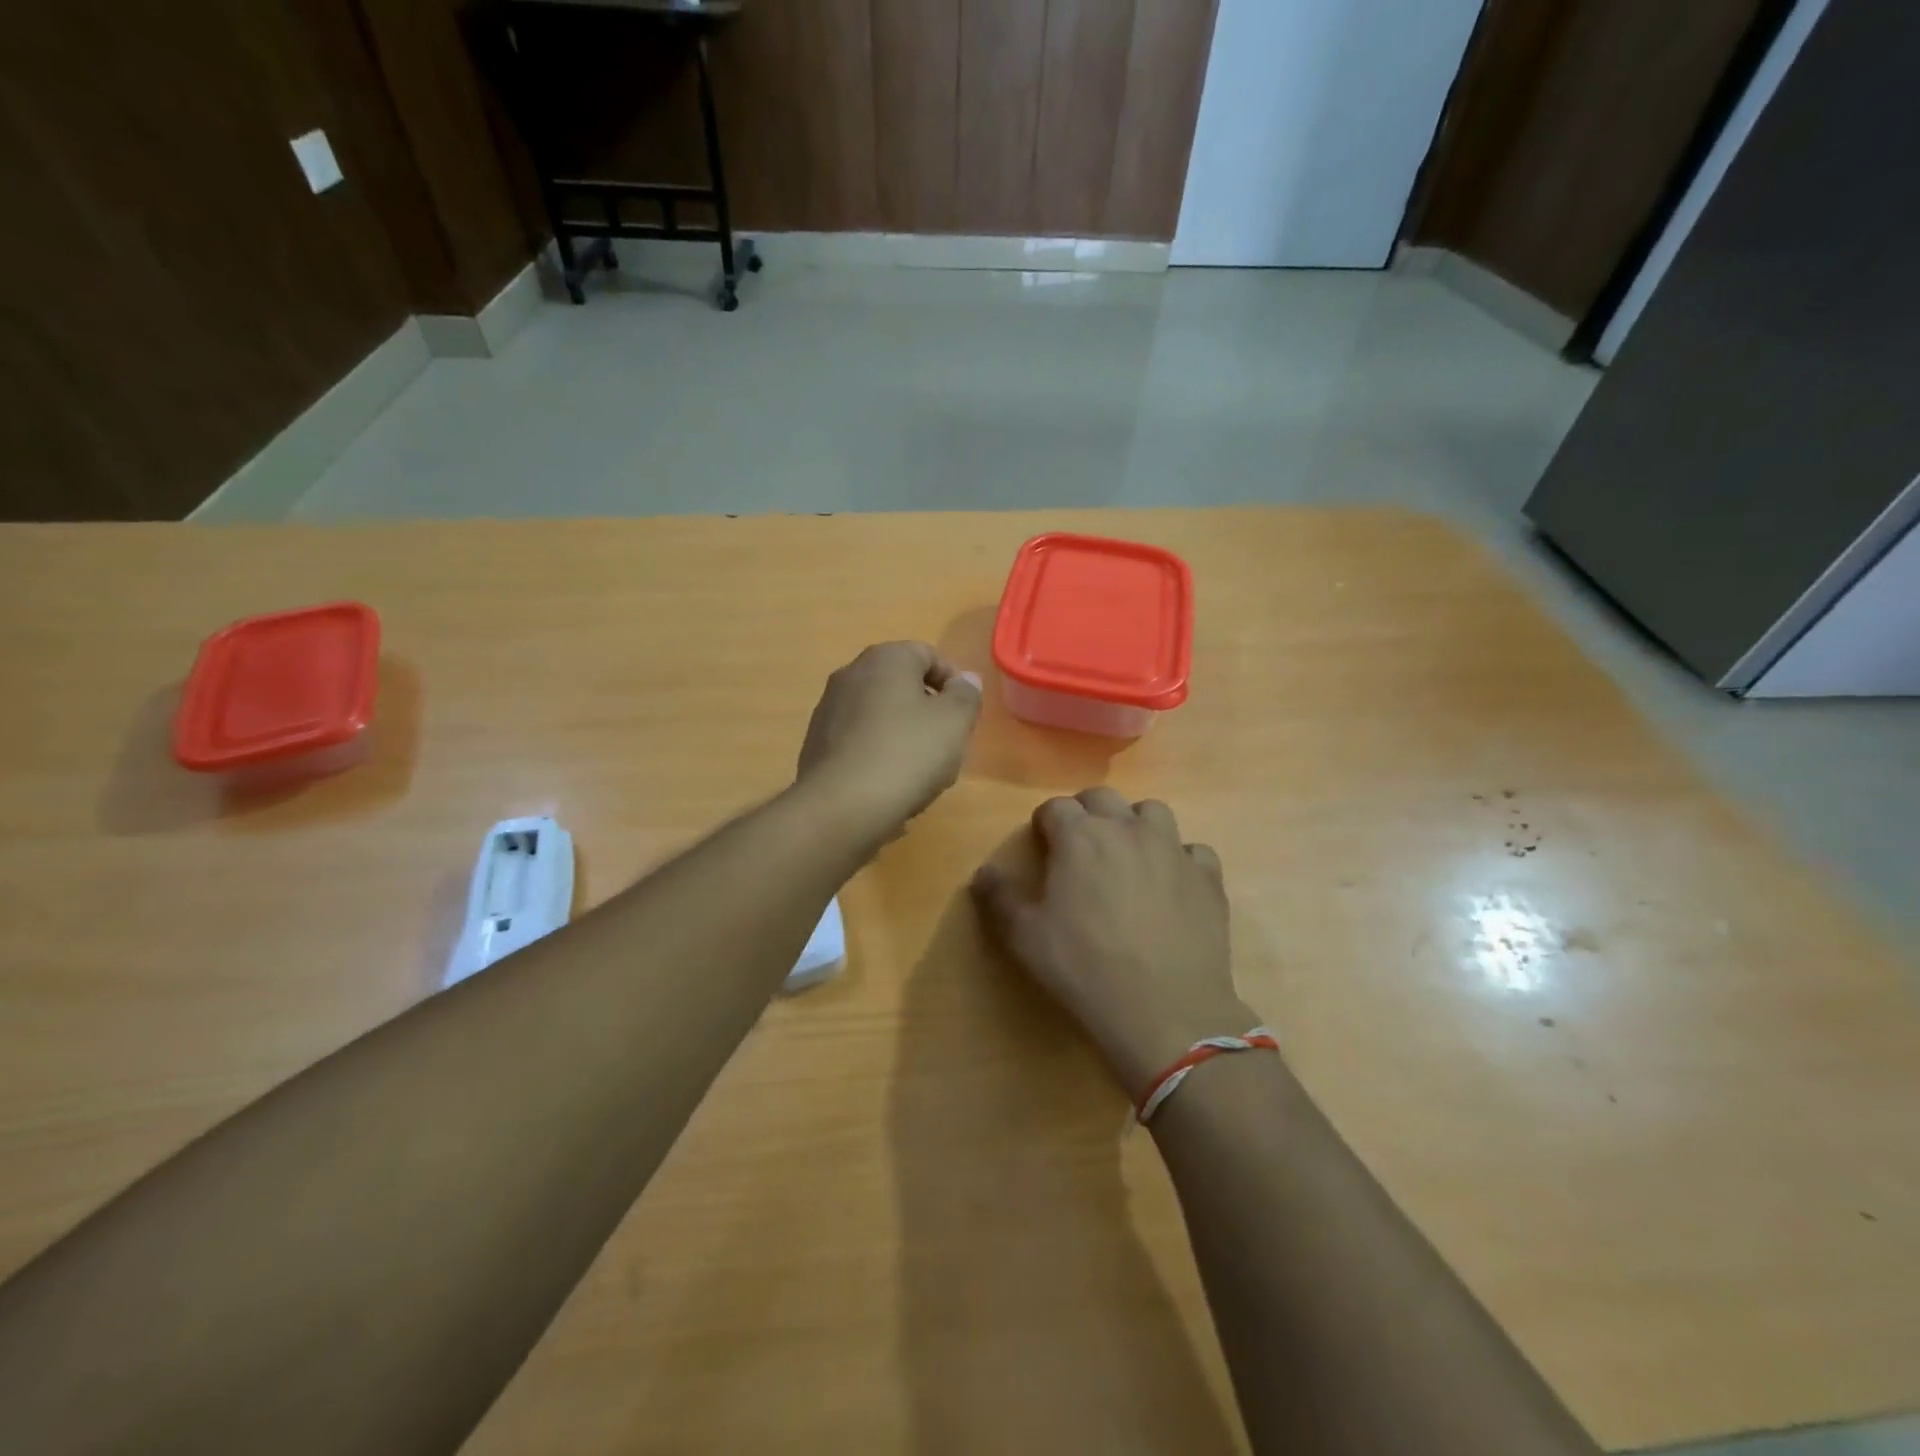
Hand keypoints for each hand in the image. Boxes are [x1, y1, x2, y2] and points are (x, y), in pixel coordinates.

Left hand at [796, 642, 981, 840]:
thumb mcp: (954, 722)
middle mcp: (851, 674)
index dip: (953, 682)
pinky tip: (888, 783)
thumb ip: (966, 695)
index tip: (964, 714)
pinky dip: (877, 752)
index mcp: (886, 659)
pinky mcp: (816, 743)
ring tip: (919, 770)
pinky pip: (859, 739)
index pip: (928, 654)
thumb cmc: (907, 754)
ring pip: (879, 713)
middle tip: (946, 743)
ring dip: (902, 733)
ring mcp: (828, 709)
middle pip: (901, 684)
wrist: (841, 806)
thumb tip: (964, 680)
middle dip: (927, 710)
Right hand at [971, 789, 1252, 1101]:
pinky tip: (1172, 883)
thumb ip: (998, 898)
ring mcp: (1173, 849)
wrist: (1165, 1009)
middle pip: (1103, 798)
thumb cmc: (1084, 968)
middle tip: (1080, 844)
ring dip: (1135, 823)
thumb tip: (982, 873)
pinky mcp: (1207, 877)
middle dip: (1086, 812)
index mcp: (1080, 837)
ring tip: (1128, 854)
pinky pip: (1193, 850)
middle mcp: (1127, 829)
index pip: (1055, 807)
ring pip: (1153, 812)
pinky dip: (1180, 858)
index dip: (1045, 822)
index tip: (1042, 843)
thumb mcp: (1024, 937)